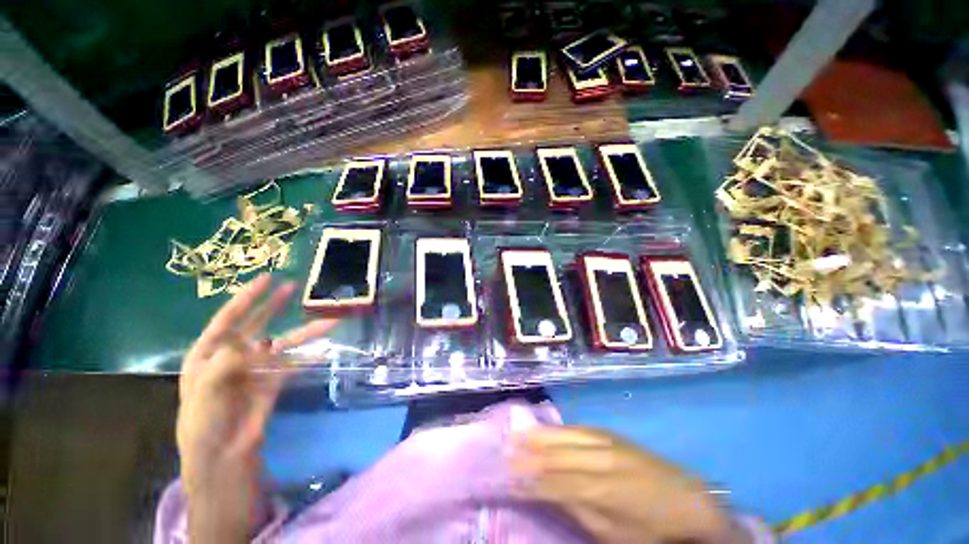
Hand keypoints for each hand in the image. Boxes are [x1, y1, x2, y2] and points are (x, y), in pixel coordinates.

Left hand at [177, 274, 336, 542]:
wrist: (223, 458)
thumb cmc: (203, 425)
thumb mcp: (204, 394)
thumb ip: (223, 364)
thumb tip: (247, 343)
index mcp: (209, 355)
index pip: (228, 320)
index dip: (247, 298)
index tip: (267, 279)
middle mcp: (233, 357)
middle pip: (257, 325)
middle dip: (275, 306)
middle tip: (294, 287)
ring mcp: (256, 368)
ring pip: (283, 344)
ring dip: (305, 333)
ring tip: (329, 322)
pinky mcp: (273, 381)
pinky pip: (293, 364)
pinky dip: (309, 358)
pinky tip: (324, 352)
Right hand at [511, 426, 747, 543]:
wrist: (689, 500)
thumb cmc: (650, 528)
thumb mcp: (613, 534)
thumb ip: (577, 510)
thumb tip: (547, 493)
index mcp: (600, 490)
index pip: (553, 482)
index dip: (528, 480)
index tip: (507, 477)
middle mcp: (598, 459)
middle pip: (554, 454)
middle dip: (527, 453)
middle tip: (504, 450)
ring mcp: (605, 441)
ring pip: (563, 435)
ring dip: (538, 436)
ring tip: (517, 434)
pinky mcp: (610, 433)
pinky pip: (576, 428)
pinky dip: (557, 429)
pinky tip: (546, 428)